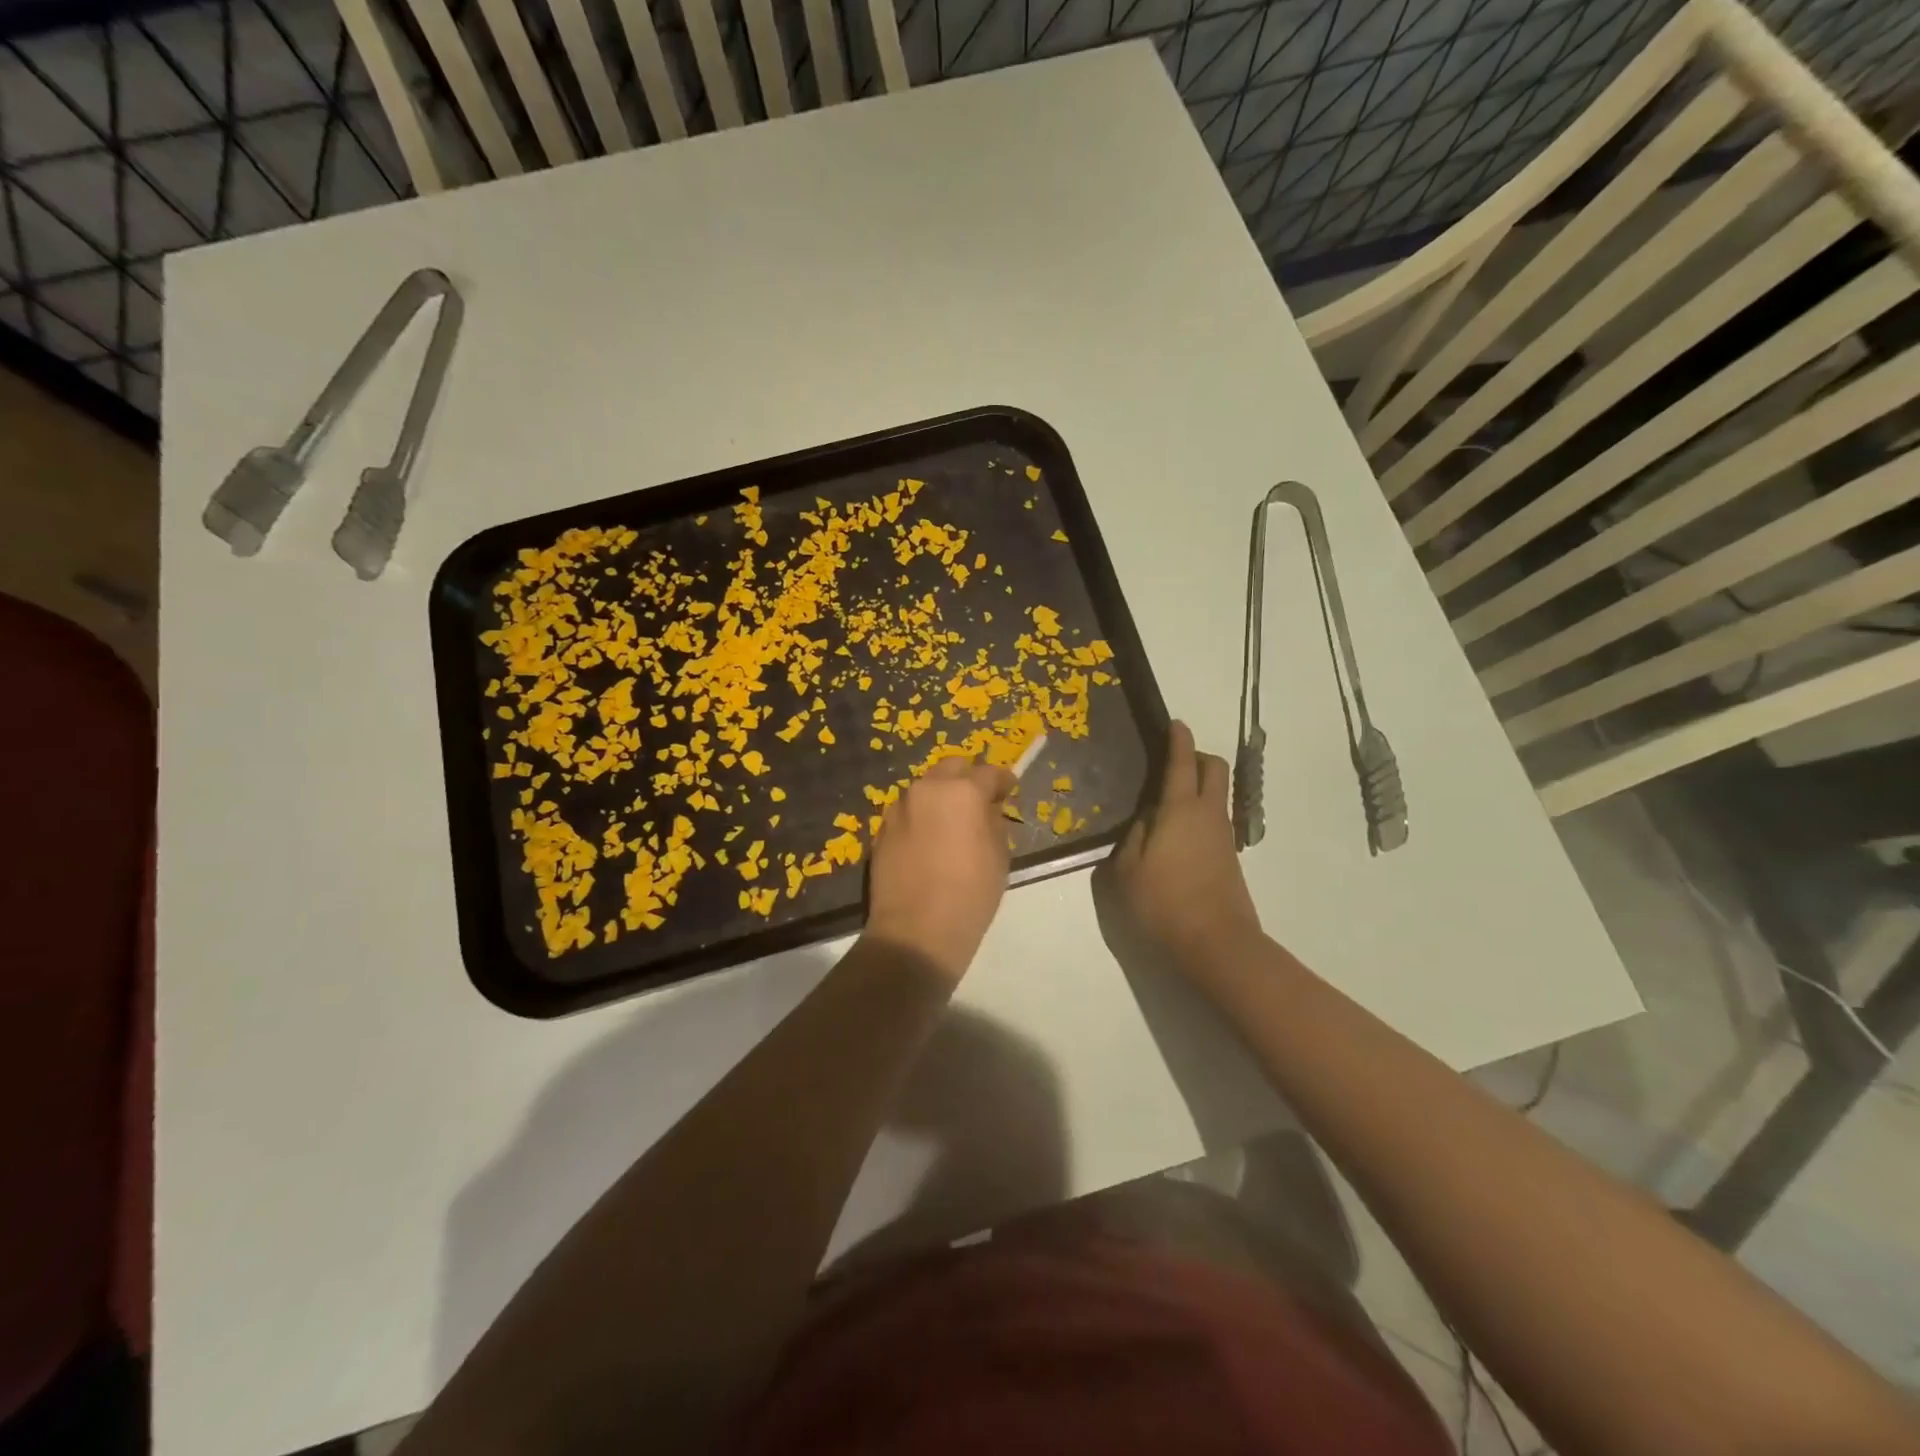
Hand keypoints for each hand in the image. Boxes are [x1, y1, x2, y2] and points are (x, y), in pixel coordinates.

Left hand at [865, 756, 1016, 981]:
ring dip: (941, 797)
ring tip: (952, 823)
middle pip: (951, 767)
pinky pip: (907, 812)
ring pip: (925, 788)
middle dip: (967, 778)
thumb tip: (988, 810)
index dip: (1003, 781)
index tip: (1009, 791)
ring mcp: (899, 808)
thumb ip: (994, 822)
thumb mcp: (999, 856)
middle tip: (979, 802)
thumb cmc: (970, 894)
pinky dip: (921, 817)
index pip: (989, 773)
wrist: (916, 931)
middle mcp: (927, 789)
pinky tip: (929, 841)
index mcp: (962, 791)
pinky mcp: (881, 829)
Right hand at [1108, 720, 1263, 973]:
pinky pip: (1216, 818)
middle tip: (1171, 762)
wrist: (1217, 944)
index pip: (1182, 762)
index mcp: (1180, 809)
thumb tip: (1143, 818)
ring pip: (1218, 794)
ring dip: (1199, 785)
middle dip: (1197, 756)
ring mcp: (1224, 835)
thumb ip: (1132, 837)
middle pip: (1214, 768)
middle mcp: (1208, 814)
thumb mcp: (1127, 869)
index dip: (1178, 739)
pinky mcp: (1229, 857)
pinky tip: (1176, 832)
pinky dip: (1200, 811)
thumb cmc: (1164, 902)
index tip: (1174, 723)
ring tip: (1166, 800)